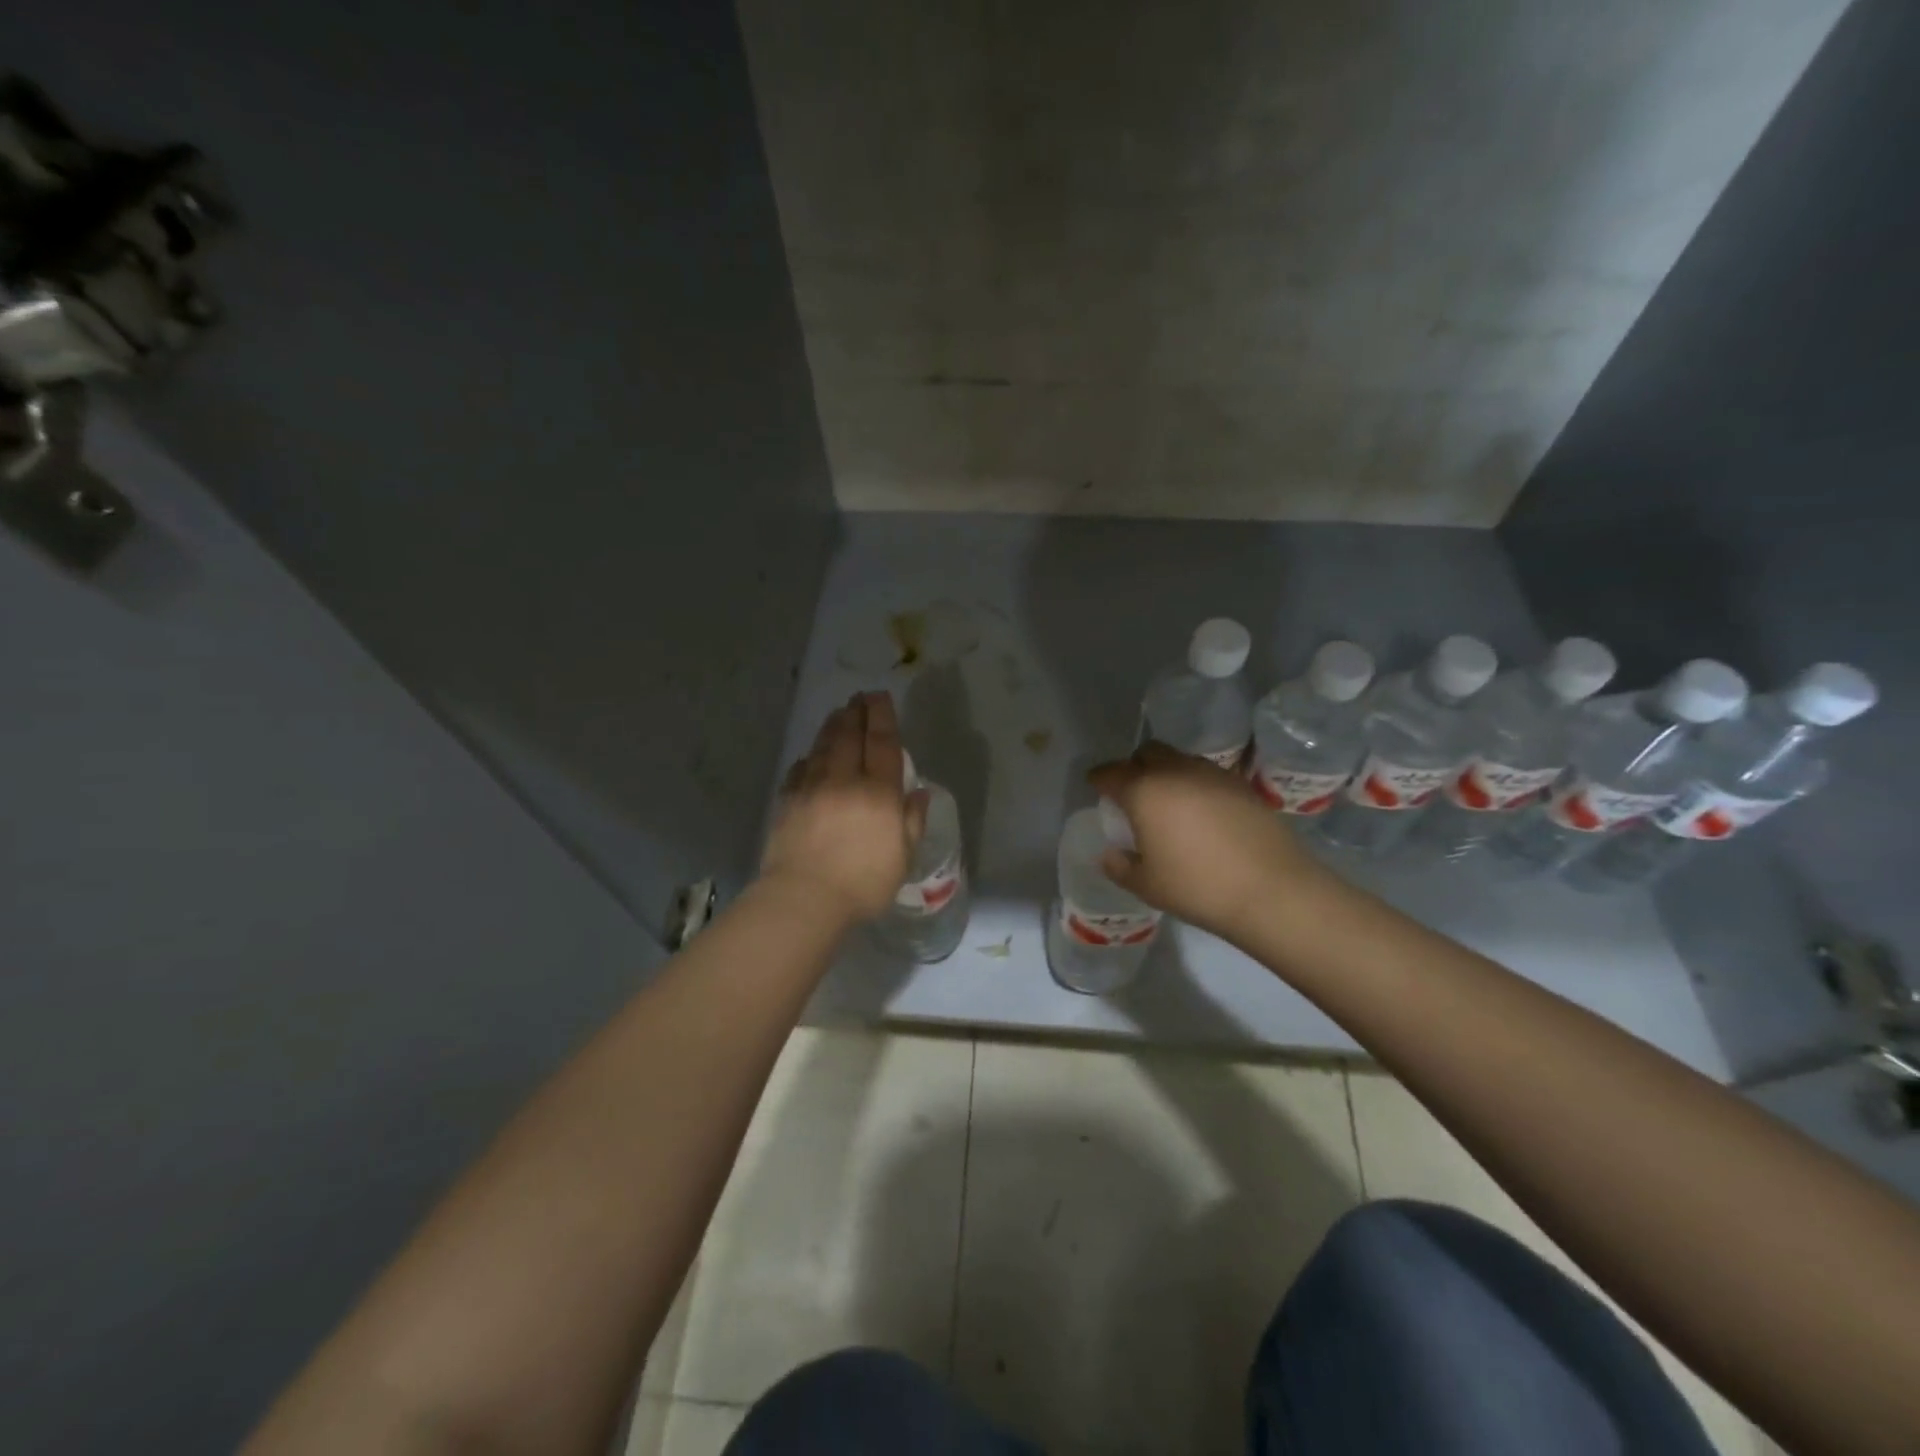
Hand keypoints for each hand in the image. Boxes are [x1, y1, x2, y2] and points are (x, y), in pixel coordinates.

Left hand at [761, 692, 927, 926]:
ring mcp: (812, 787)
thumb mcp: (903, 857)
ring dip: (833, 726)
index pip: (882, 742)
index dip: (882, 716)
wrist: (804, 898)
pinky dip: (809, 757)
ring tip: (839, 713)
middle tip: (860, 697)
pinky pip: (800, 768)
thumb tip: (918, 792)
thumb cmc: (863, 883)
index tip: (881, 697)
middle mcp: (845, 780)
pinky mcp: (788, 801)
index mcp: (878, 792)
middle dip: (856, 712)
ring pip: (823, 746)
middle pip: (850, 735)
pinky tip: (811, 756)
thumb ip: (912, 821)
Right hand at [1088, 742, 1333, 940]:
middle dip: (1134, 767)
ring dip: (1166, 772)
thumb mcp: (1146, 885)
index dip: (1099, 778)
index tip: (1095, 786)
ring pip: (1178, 759)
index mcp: (1144, 791)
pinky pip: (1205, 774)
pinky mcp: (1241, 784)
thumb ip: (1119, 866)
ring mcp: (1212, 774)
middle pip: (1147, 753)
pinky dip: (1194, 785)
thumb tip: (1110, 854)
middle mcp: (1175, 771)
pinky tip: (1200, 813)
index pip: (1111, 773)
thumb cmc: (1198, 887)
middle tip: (1132, 793)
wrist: (1272, 889)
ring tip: (1168, 803)